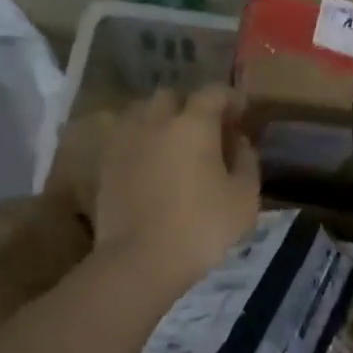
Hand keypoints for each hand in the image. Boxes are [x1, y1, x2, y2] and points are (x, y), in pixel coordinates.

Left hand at [93, 86, 260, 292]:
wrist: (139, 260)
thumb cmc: (201, 227)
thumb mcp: (244, 198)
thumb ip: (247, 162)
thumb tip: (240, 142)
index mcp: (193, 124)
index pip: (213, 92)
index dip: (230, 98)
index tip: (242, 112)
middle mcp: (155, 122)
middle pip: (172, 96)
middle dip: (191, 106)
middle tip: (207, 129)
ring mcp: (125, 141)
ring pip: (143, 114)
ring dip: (162, 121)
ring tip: (175, 145)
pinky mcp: (106, 164)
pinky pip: (126, 138)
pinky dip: (142, 142)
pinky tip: (152, 165)